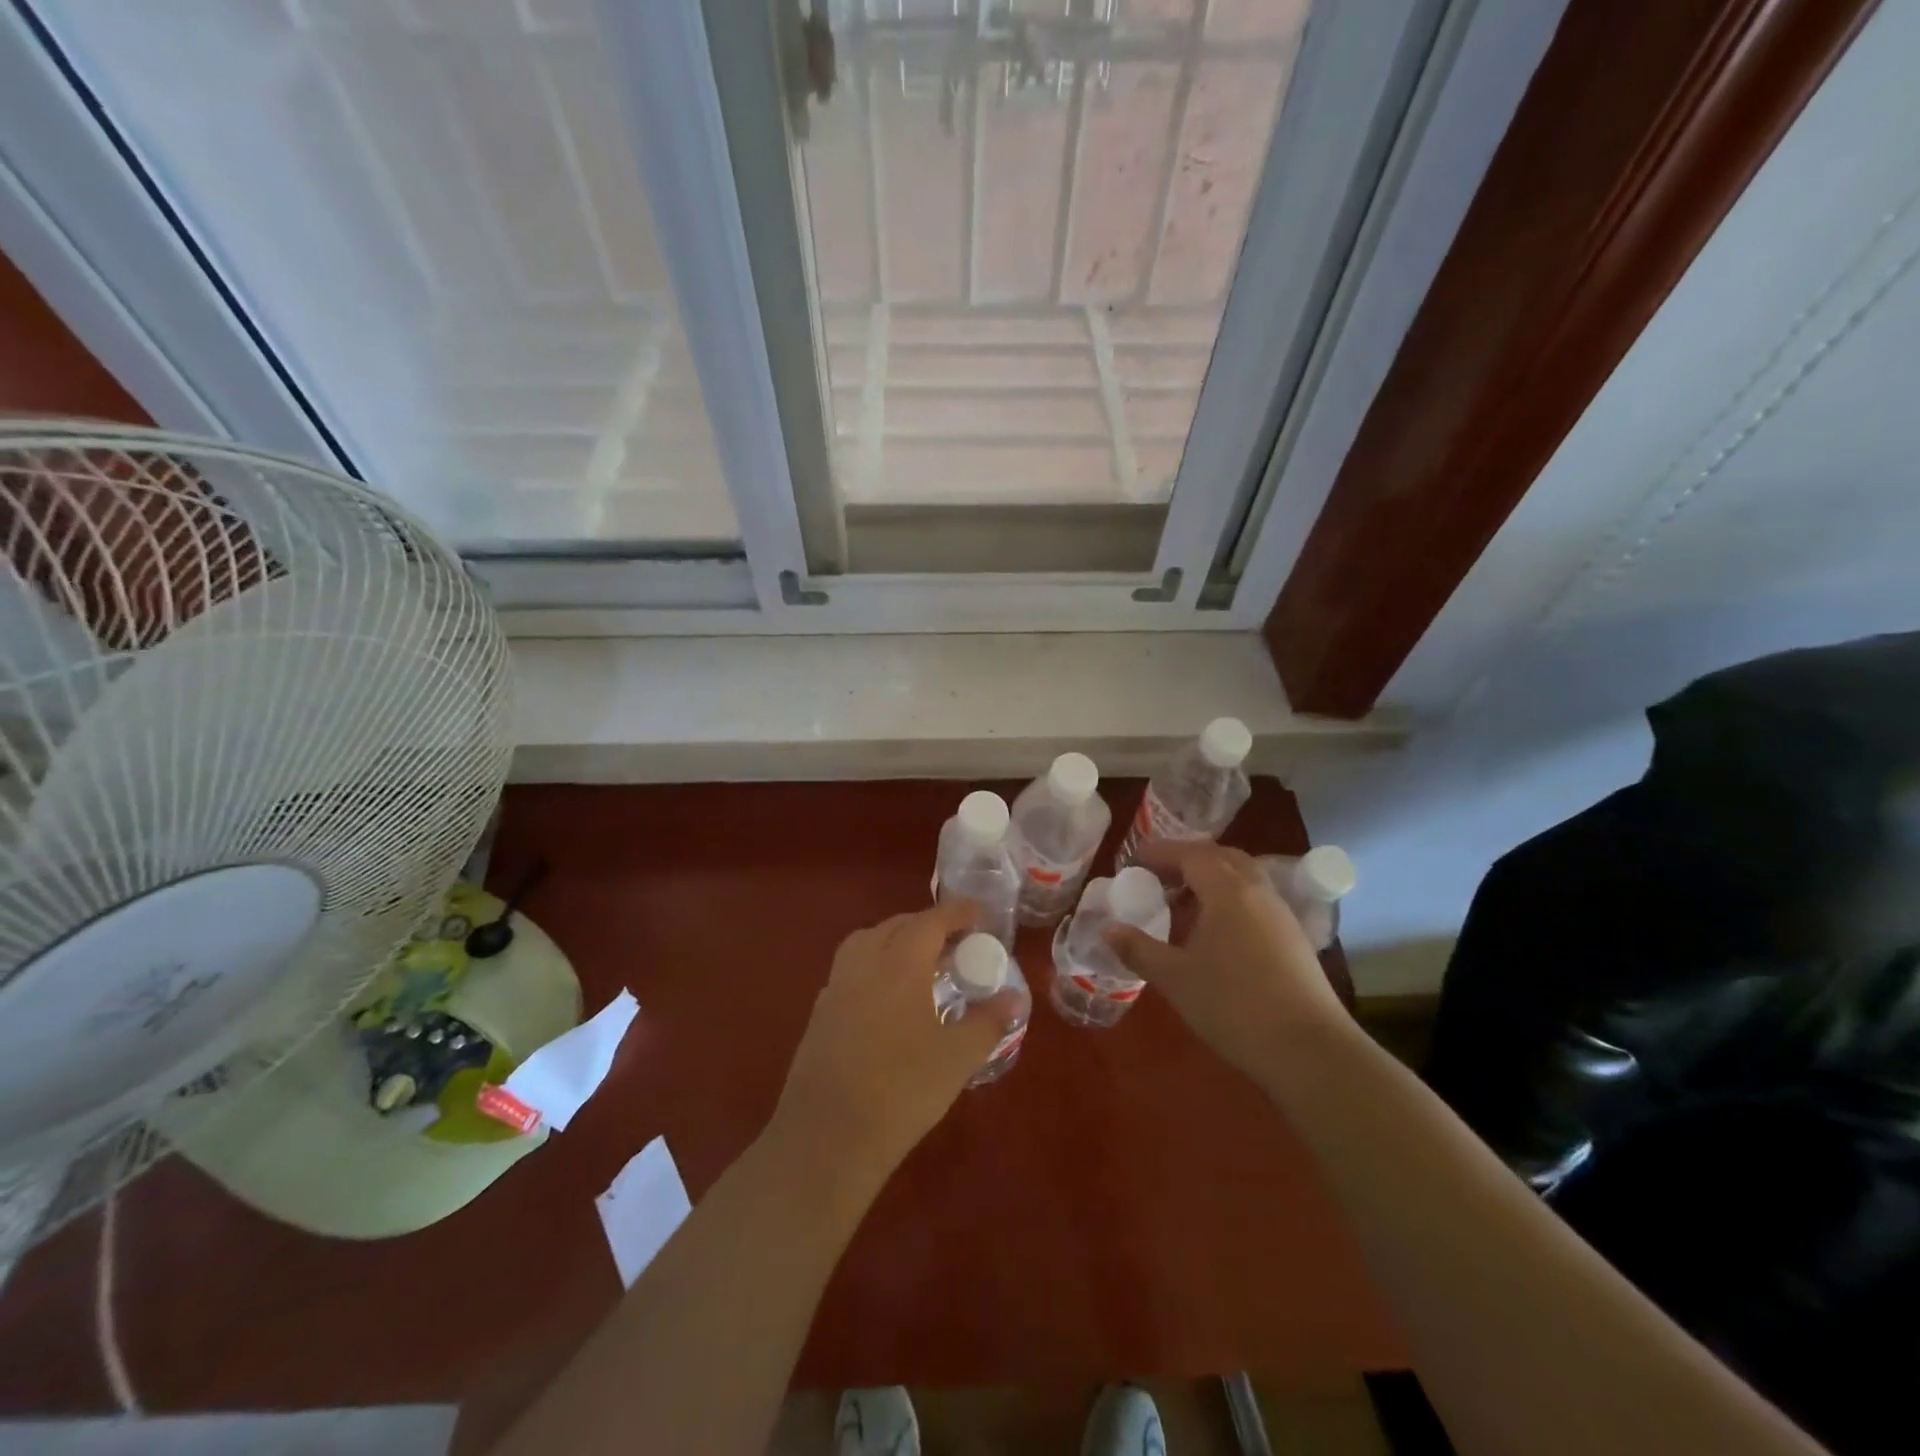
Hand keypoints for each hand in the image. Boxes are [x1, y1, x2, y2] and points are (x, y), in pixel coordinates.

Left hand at [771, 901, 1015, 1178]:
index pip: (932, 920)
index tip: (979, 913)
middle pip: (897, 926)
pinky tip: (889, 998)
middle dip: (928, 925)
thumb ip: (988, 1022)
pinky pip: (852, 970)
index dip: (957, 912)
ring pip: (868, 943)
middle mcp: (864, 962)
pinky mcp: (821, 1012)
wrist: (828, 1137)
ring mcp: (837, 986)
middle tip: (955, 942)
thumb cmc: (902, 1090)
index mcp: (899, 962)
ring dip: (897, 941)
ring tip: (922, 964)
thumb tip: (1014, 998)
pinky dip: (875, 966)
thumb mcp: (957, 1058)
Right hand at [1106, 841, 1347, 1081]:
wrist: (1309, 1050)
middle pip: (1219, 856)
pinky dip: (1229, 898)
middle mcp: (1257, 890)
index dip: (1157, 853)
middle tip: (1156, 878)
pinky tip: (1215, 931)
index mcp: (1227, 890)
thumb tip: (1107, 929)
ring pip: (1242, 876)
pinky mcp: (1293, 936)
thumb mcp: (1175, 978)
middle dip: (1185, 860)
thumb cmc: (1234, 1006)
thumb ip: (1138, 949)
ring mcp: (1280, 912)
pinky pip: (1255, 898)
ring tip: (1182, 904)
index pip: (1188, 853)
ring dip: (1210, 878)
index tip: (1131, 864)